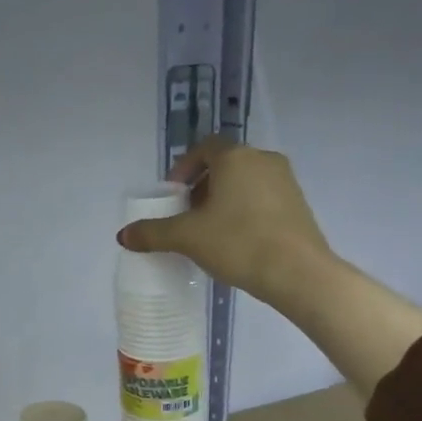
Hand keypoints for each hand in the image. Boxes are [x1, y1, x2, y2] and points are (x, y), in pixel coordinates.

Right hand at [117, 136, 330, 310]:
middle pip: (225, 164)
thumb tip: (123, 235)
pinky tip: (235, 240)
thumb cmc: (238, 243)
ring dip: (223, 200)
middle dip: (201, 187)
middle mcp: (263, 160)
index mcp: (235, 157)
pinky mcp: (298, 205)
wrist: (297, 272)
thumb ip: (153, 233)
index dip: (184, 168)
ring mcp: (285, 181)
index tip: (173, 195)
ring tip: (208, 231)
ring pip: (244, 182)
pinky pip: (262, 198)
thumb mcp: (187, 238)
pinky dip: (244, 210)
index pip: (204, 148)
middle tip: (186, 215)